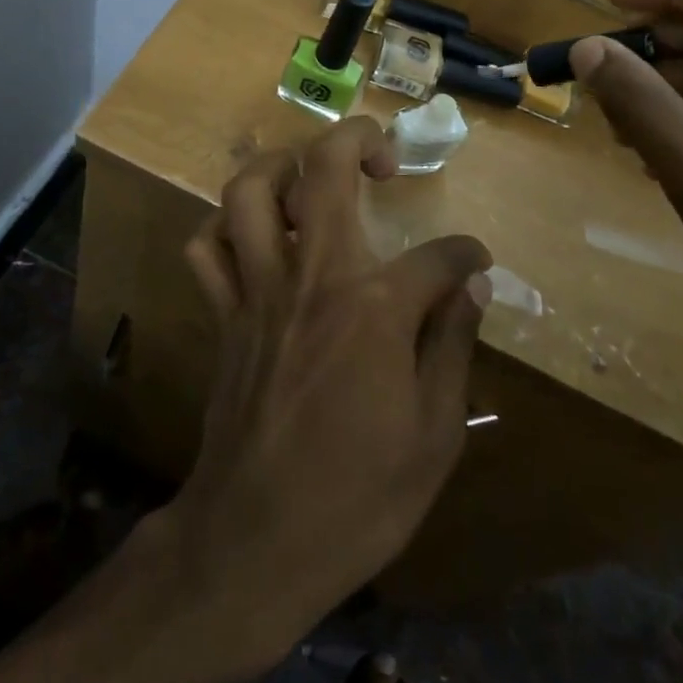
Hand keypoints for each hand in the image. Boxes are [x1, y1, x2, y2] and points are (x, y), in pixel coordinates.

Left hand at [162, 117, 491, 660]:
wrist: (255, 543)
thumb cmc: (358, 498)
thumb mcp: (435, 435)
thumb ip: (454, 346)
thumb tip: (473, 286)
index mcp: (375, 308)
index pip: (438, 255)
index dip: (466, 254)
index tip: (475, 262)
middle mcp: (314, 278)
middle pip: (324, 170)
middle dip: (358, 139)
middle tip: (382, 154)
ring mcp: (259, 291)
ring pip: (248, 191)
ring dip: (278, 165)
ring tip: (307, 176)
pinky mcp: (224, 315)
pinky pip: (207, 248)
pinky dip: (225, 229)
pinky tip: (252, 238)